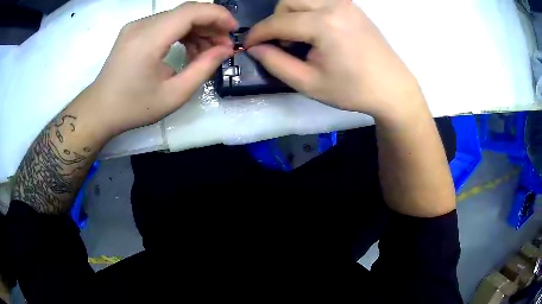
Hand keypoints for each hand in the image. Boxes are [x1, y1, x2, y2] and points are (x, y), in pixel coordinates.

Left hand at [89, 2, 236, 135]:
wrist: (99, 110)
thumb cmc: (133, 107)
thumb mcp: (173, 95)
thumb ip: (203, 68)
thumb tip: (225, 50)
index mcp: (149, 39)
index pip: (192, 11)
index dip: (218, 15)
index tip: (233, 31)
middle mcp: (142, 25)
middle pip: (186, 11)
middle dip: (210, 24)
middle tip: (222, 46)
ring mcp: (136, 26)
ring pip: (177, 16)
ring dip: (197, 29)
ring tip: (206, 52)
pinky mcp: (134, 30)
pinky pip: (165, 23)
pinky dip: (181, 33)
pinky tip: (188, 49)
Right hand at [245, 0, 425, 121]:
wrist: (392, 88)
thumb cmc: (353, 90)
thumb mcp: (309, 83)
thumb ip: (276, 63)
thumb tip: (254, 48)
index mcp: (324, 24)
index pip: (278, 22)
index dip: (257, 34)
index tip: (247, 46)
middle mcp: (334, 5)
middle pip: (288, 1)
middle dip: (277, 21)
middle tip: (283, 44)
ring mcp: (346, 4)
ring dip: (292, 15)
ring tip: (300, 39)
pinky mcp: (352, 7)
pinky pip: (320, 1)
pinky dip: (308, 13)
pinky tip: (316, 32)